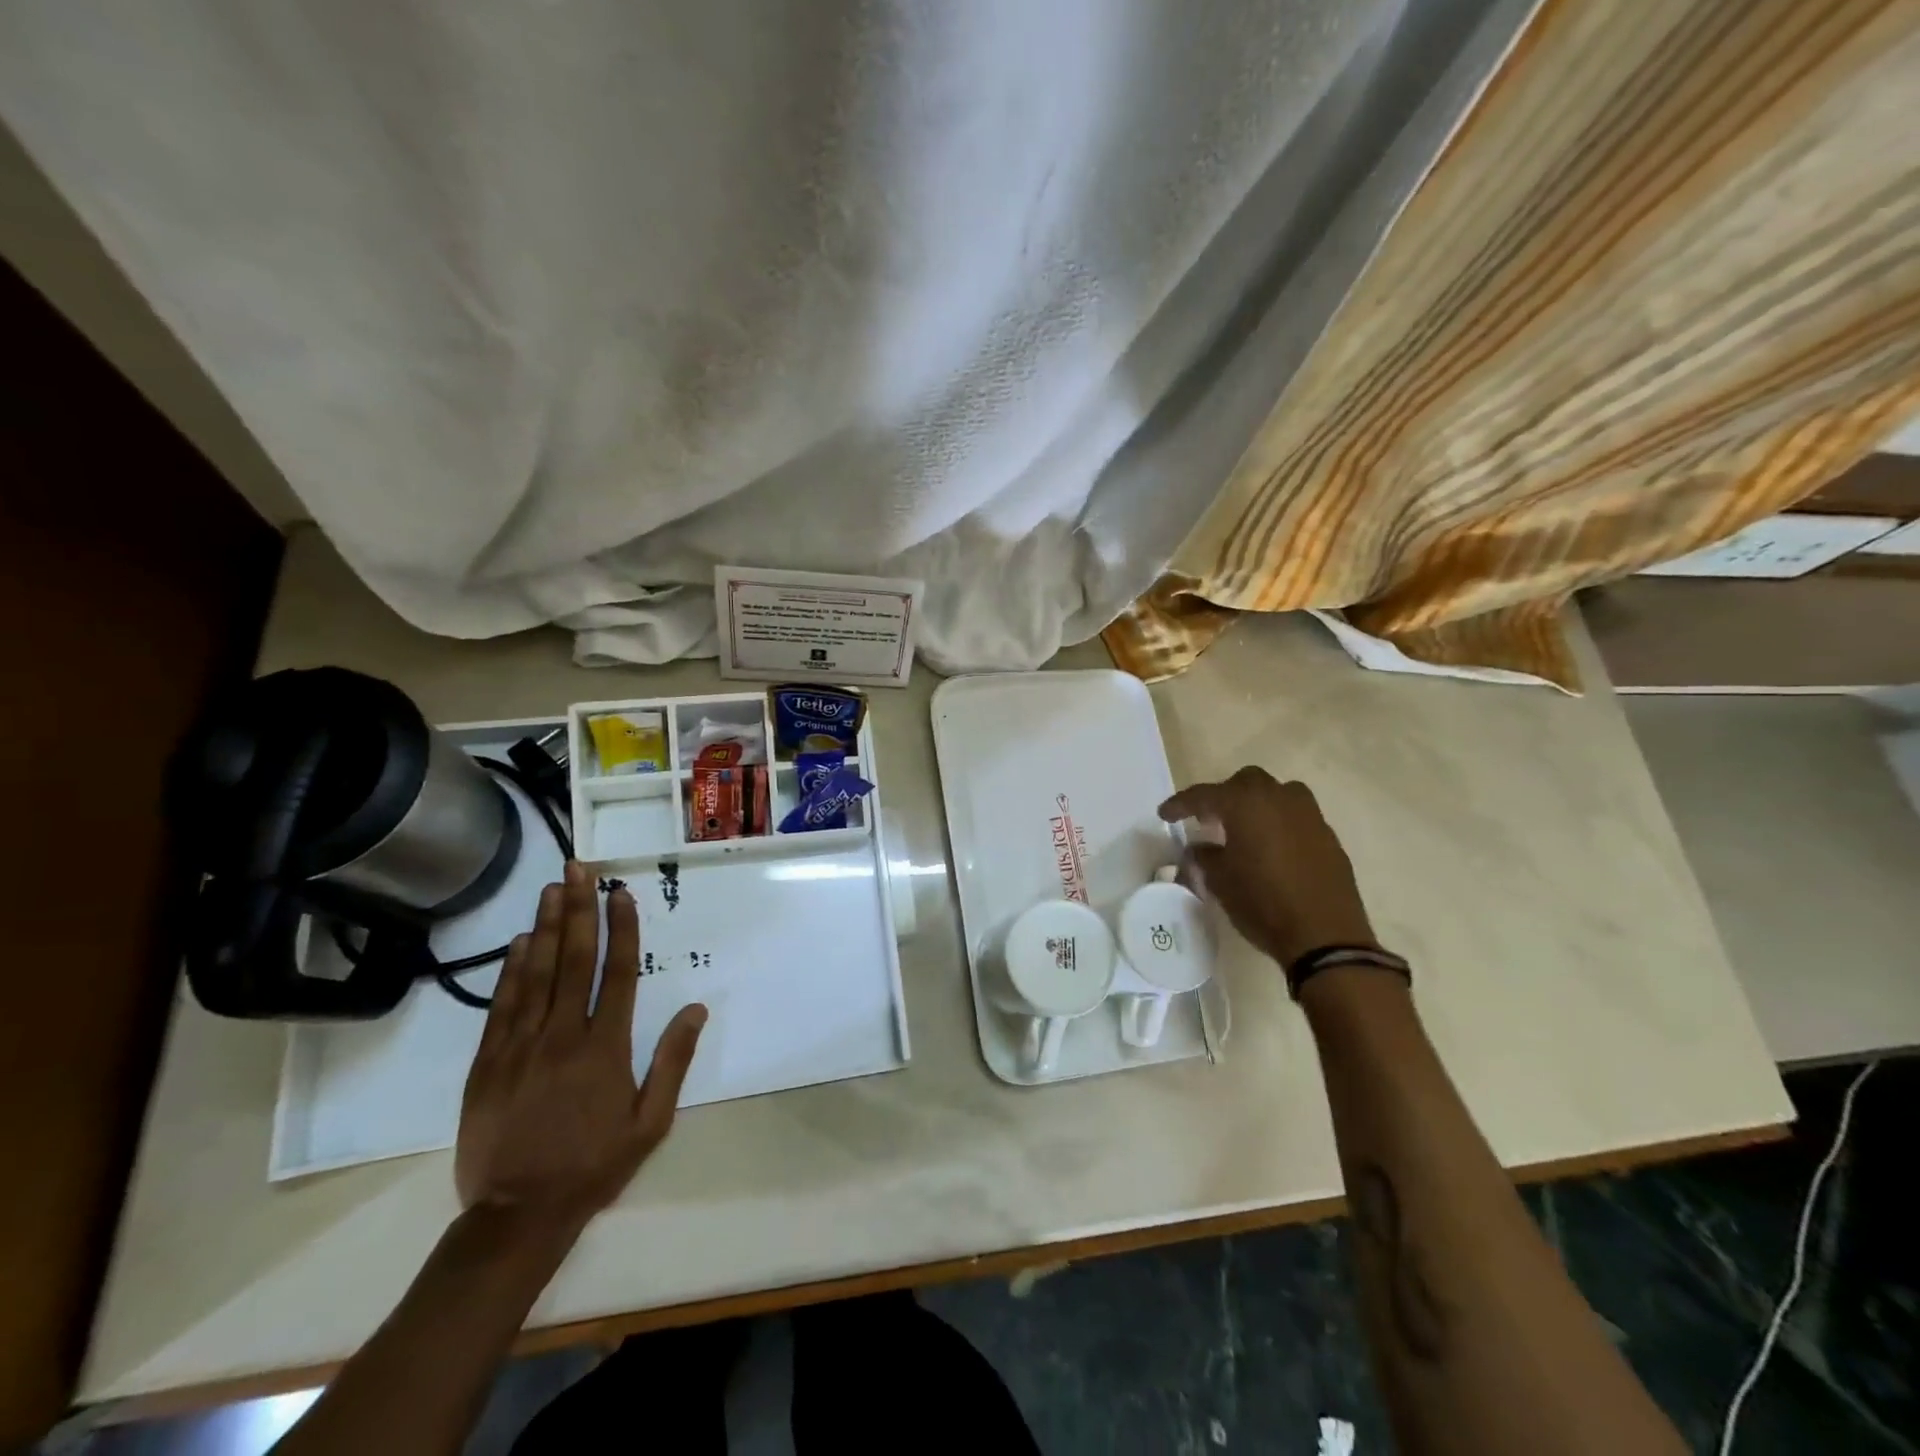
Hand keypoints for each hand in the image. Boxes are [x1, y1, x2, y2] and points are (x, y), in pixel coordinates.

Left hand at [455, 861, 706, 1233]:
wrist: (517, 1215)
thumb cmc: (594, 1166)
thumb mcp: (650, 1123)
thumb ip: (673, 1062)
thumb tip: (697, 1009)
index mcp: (606, 1048)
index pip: (617, 974)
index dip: (621, 929)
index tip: (620, 894)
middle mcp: (562, 1036)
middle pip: (573, 961)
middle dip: (578, 911)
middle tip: (578, 871)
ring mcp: (520, 1047)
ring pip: (535, 975)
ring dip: (546, 928)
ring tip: (551, 890)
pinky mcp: (487, 1064)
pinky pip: (501, 1006)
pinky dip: (511, 970)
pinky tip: (519, 943)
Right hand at [1158, 768, 1379, 969]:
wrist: (1325, 936)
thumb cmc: (1263, 903)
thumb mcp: (1220, 882)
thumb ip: (1205, 857)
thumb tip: (1199, 848)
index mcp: (1245, 804)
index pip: (1204, 795)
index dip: (1180, 804)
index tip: (1165, 814)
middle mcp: (1278, 799)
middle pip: (1245, 782)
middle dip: (1223, 796)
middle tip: (1209, 820)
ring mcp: (1308, 815)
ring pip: (1277, 793)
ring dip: (1257, 804)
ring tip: (1245, 829)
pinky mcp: (1328, 836)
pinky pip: (1297, 817)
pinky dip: (1279, 824)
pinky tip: (1272, 849)